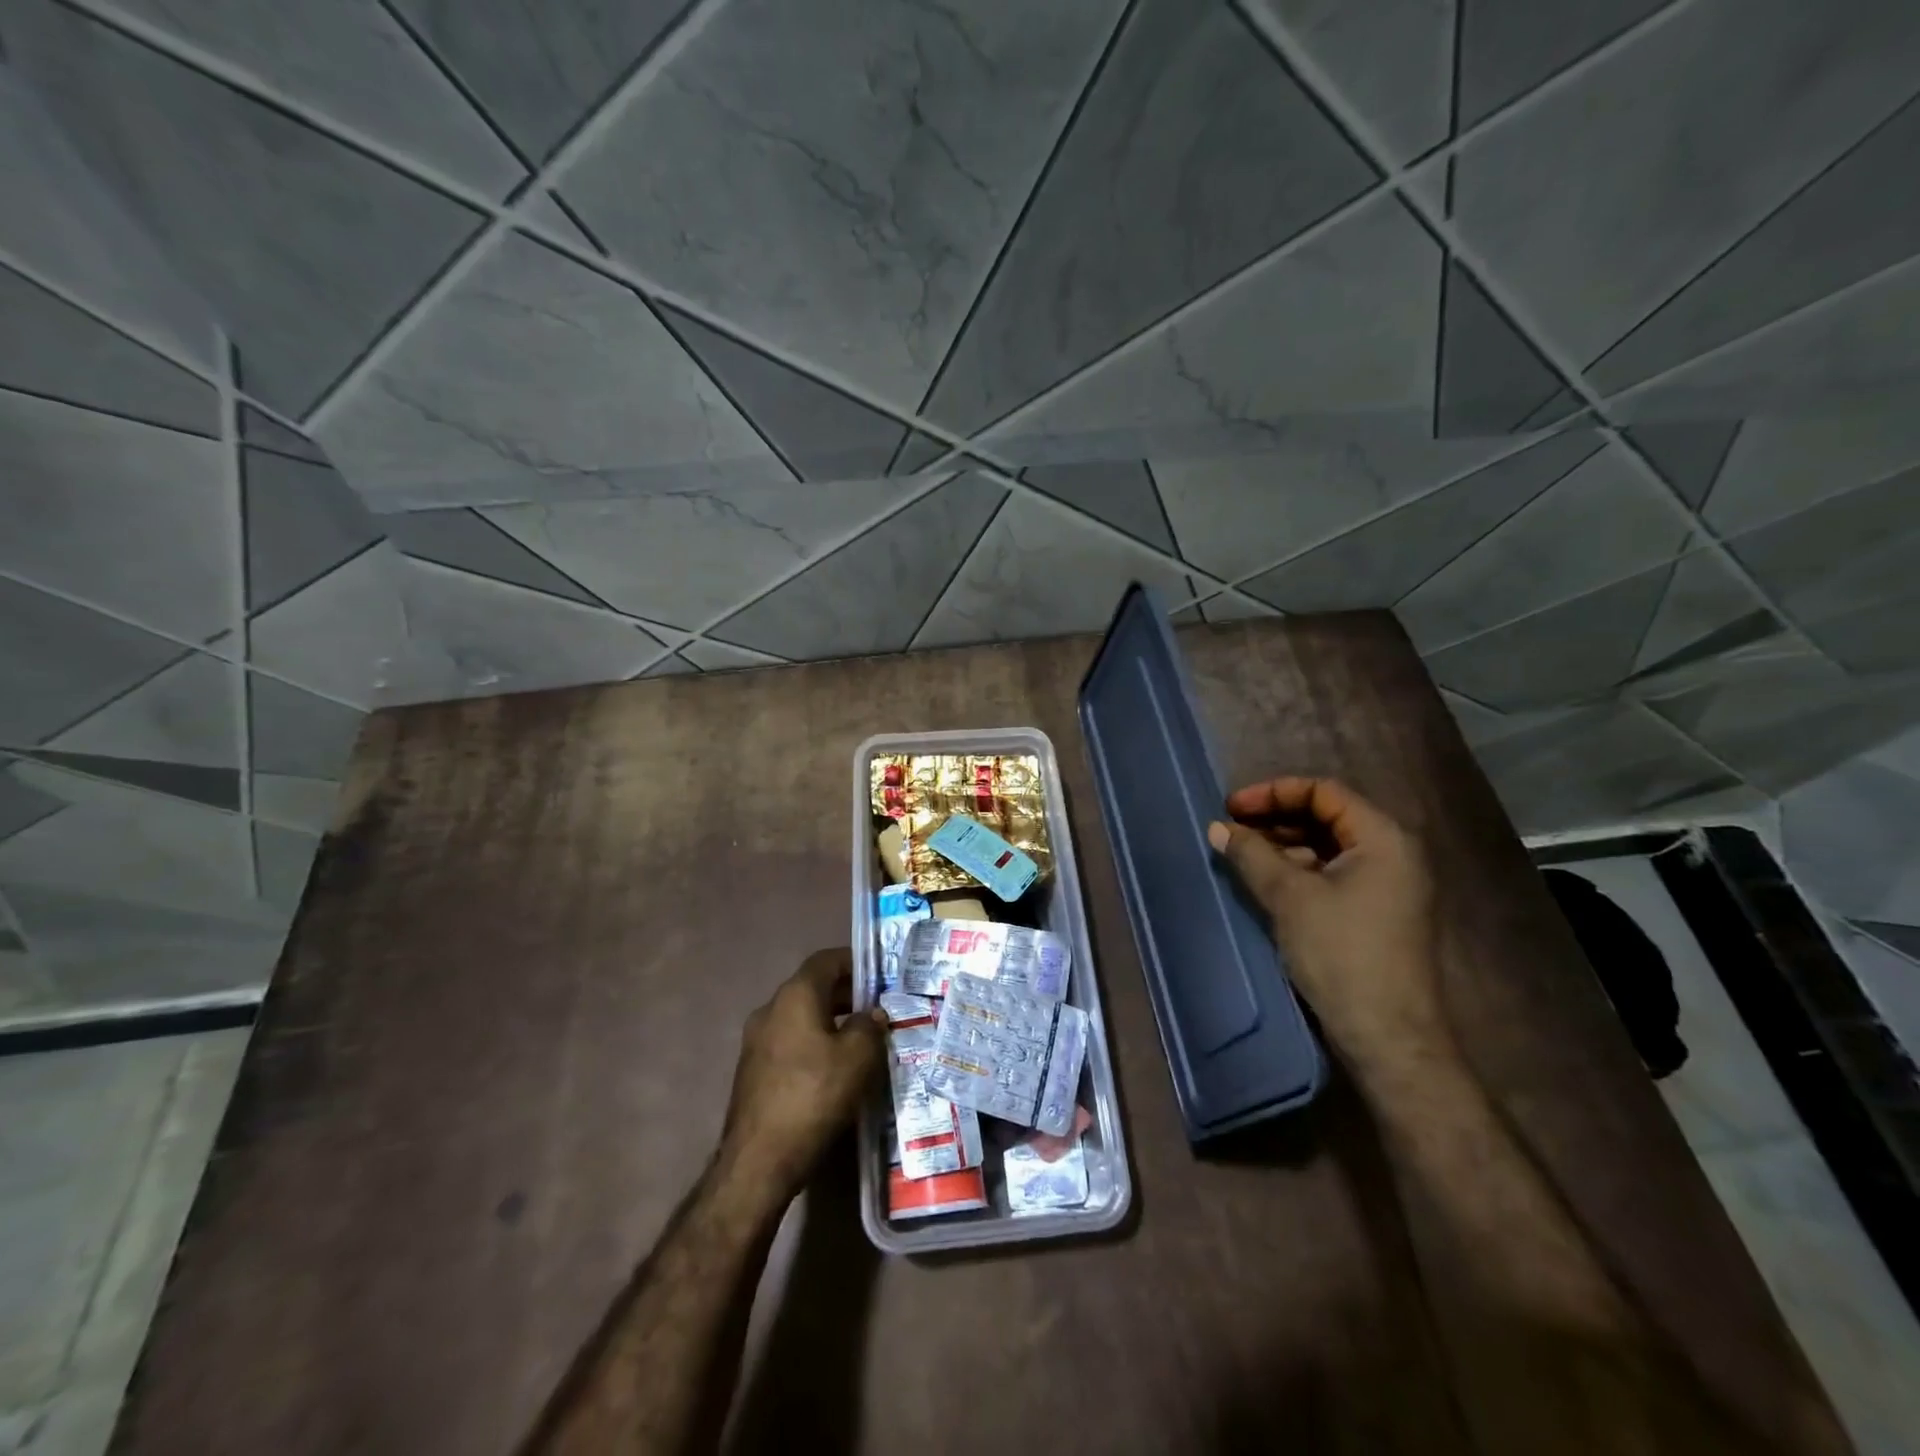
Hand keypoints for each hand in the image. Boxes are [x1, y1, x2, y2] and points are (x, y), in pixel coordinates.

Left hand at [720, 949, 886, 1197]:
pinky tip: (834, 1068)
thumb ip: (870, 1027)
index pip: (825, 960)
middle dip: (846, 993)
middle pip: (812, 988)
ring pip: (801, 1017)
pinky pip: (790, 1042)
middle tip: (877, 1008)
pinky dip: (814, 1043)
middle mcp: (770, 1009)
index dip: (854, 961)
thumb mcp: (858, 1058)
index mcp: (795, 996)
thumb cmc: (814, 1096)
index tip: (879, 973)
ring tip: (861, 1040)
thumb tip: (872, 1014)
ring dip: (830, 1020)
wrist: (759, 1160)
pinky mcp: (753, 1070)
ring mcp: (756, 1041)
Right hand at [1208, 777, 1454, 1091]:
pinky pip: (1333, 873)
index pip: (1324, 792)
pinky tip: (1266, 881)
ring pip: (1328, 846)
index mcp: (1382, 838)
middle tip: (1232, 829)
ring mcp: (1387, 885)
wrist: (1387, 1036)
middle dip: (1276, 817)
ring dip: (1284, 844)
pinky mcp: (1376, 912)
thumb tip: (1217, 827)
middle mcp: (1392, 853)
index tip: (1232, 808)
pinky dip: (1298, 869)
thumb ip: (1251, 854)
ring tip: (1242, 854)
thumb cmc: (1341, 953)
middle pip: (1327, 816)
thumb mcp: (1289, 897)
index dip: (1274, 793)